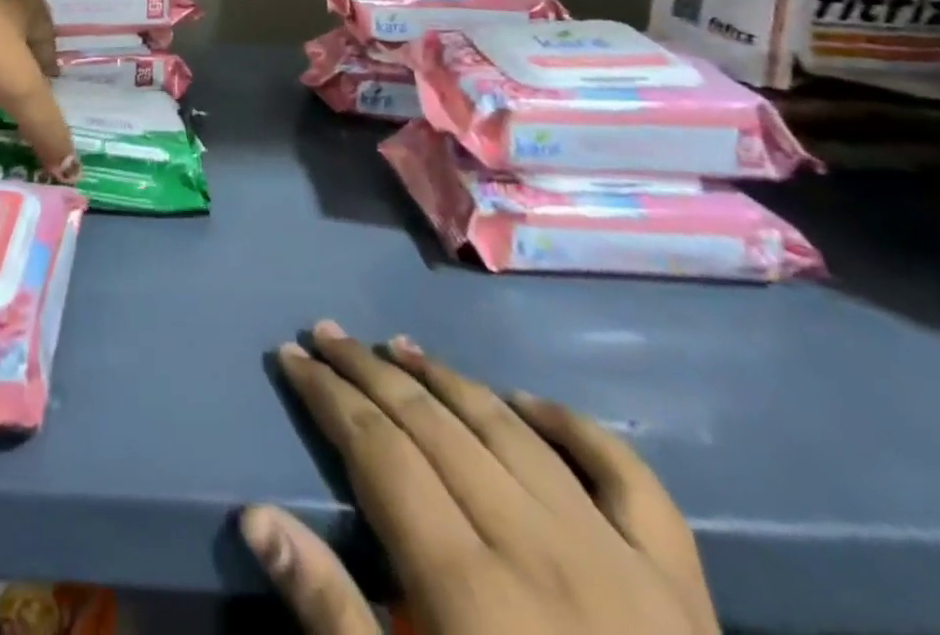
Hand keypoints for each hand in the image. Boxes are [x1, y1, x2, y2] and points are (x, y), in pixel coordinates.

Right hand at [241, 323, 717, 634]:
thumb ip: (332, 617)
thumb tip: (256, 515)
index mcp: (471, 589)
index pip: (378, 449)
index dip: (327, 394)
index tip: (289, 354)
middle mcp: (540, 549)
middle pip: (434, 424)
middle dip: (368, 370)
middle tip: (327, 333)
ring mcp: (620, 563)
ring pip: (510, 431)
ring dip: (447, 378)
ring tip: (398, 347)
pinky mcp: (683, 590)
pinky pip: (628, 479)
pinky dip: (575, 428)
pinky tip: (528, 403)